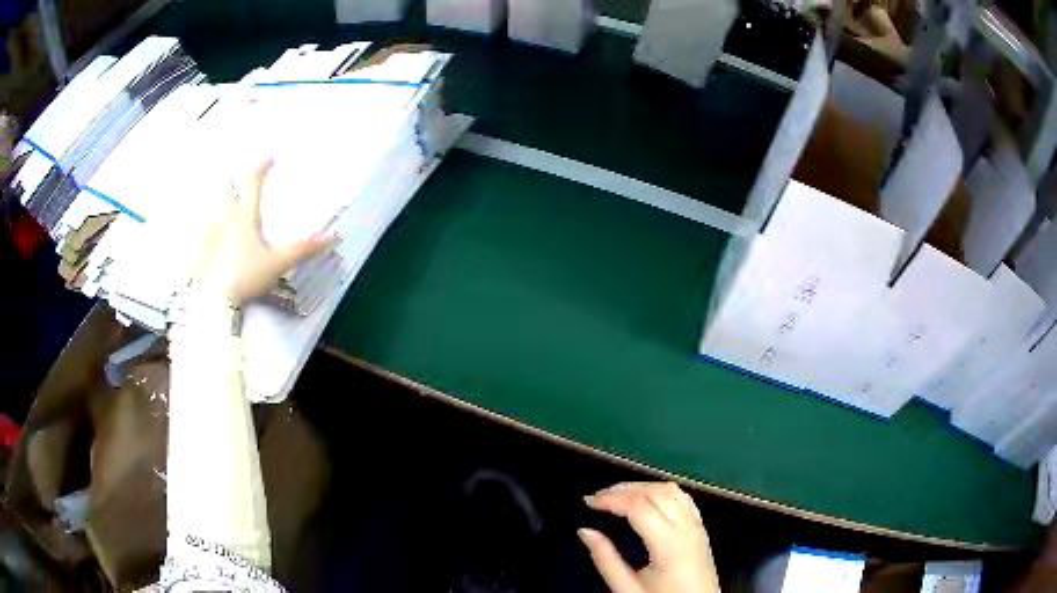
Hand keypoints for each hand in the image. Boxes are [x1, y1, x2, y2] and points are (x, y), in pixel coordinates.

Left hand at [195, 158, 337, 305]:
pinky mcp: (202, 256)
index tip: (269, 157)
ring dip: (219, 207)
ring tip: (223, 209)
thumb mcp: (278, 263)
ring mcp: (210, 238)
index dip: (261, 168)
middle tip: (232, 176)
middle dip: (230, 182)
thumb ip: (302, 249)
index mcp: (245, 217)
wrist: (212, 300)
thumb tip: (332, 236)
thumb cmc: (246, 275)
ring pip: (214, 214)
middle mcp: (225, 221)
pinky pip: (207, 238)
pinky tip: (214, 243)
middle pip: (225, 194)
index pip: (252, 184)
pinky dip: (212, 234)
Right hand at [579, 482, 720, 592]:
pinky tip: (646, 498)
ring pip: (671, 489)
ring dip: (642, 486)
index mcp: (669, 544)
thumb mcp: (627, 588)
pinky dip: (661, 491)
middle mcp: (687, 527)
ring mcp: (697, 525)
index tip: (588, 501)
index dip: (611, 498)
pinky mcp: (701, 527)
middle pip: (655, 491)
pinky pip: (683, 497)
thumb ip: (605, 559)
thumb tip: (585, 531)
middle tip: (598, 496)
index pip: (638, 506)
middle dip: (623, 488)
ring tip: (618, 495)